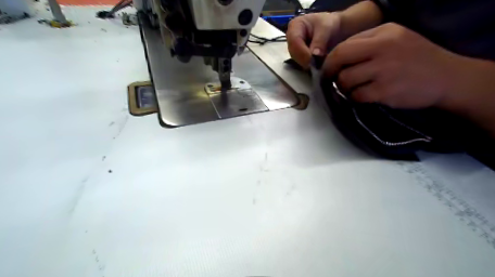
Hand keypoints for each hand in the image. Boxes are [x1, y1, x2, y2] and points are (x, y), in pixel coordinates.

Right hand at [287, 12, 344, 67]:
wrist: (335, 30)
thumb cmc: (330, 24)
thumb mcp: (327, 28)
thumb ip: (320, 40)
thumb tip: (314, 55)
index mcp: (295, 25)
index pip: (294, 41)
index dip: (302, 52)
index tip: (312, 60)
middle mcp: (291, 38)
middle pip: (293, 52)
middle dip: (304, 60)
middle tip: (316, 66)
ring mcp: (294, 48)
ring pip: (296, 60)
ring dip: (306, 64)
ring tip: (318, 66)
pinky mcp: (299, 57)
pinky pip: (301, 63)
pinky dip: (309, 66)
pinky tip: (317, 67)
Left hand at [326, 22, 463, 108]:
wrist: (447, 77)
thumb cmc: (417, 58)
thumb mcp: (395, 38)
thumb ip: (367, 43)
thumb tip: (338, 56)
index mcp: (384, 33)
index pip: (344, 46)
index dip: (330, 60)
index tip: (328, 69)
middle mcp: (383, 48)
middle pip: (340, 59)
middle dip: (330, 72)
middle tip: (331, 80)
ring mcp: (384, 71)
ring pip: (345, 80)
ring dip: (343, 87)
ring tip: (353, 88)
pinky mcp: (385, 91)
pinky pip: (357, 95)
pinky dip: (355, 97)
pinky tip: (363, 96)